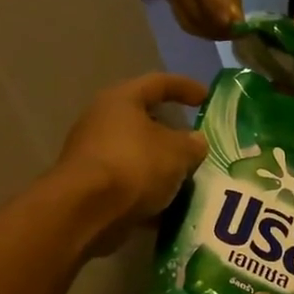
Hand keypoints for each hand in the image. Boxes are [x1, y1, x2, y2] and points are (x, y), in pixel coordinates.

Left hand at [54, 74, 208, 252]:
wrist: (85, 210)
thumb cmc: (134, 165)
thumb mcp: (177, 152)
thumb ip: (192, 144)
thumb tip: (196, 141)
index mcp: (121, 100)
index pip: (159, 83)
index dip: (186, 87)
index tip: (208, 98)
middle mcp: (102, 121)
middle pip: (144, 121)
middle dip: (172, 134)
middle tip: (196, 146)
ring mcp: (93, 155)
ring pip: (137, 155)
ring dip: (162, 166)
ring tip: (188, 180)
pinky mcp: (91, 186)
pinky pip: (128, 183)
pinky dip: (148, 192)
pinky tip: (169, 207)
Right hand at [166, 0, 250, 39]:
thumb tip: (232, 20)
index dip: (220, 14)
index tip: (238, 28)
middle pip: (193, 12)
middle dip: (217, 27)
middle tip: (239, 33)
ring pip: (187, 21)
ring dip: (210, 32)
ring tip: (231, 31)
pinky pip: (185, 20)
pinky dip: (202, 28)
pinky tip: (218, 26)